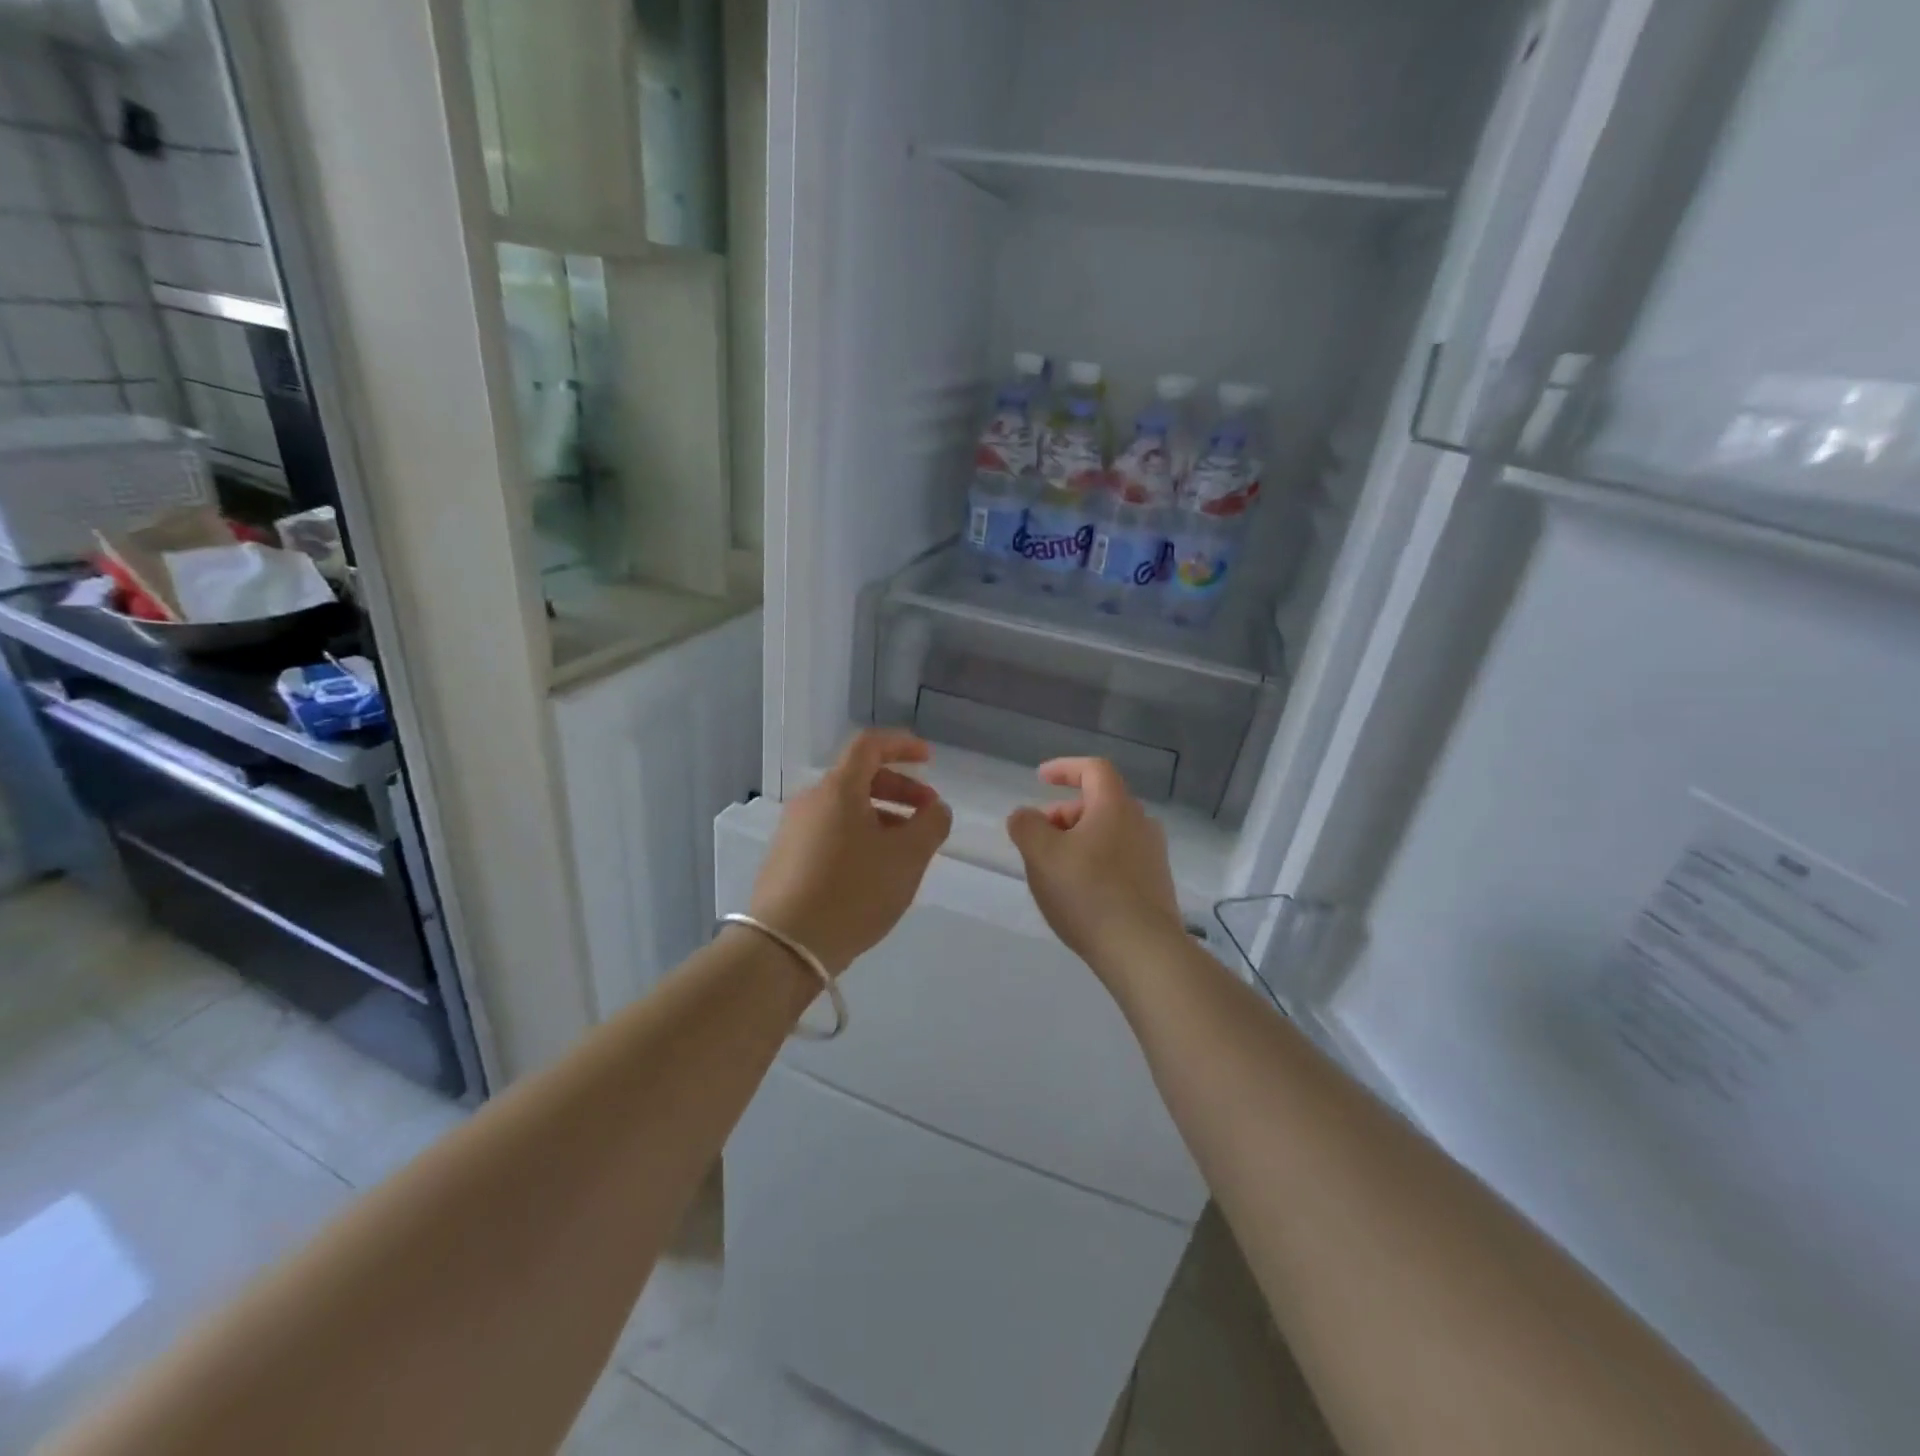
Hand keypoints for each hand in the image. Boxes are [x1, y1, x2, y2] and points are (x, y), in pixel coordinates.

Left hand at [747, 730, 952, 975]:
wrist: (785, 947)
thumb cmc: (853, 892)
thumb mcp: (907, 858)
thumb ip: (931, 825)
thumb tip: (936, 809)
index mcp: (838, 790)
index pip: (869, 746)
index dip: (902, 745)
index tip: (929, 759)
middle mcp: (810, 802)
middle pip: (859, 779)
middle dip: (899, 790)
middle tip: (927, 814)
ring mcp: (792, 832)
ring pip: (845, 810)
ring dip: (881, 817)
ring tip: (906, 850)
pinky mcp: (785, 861)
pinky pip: (830, 834)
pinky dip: (859, 838)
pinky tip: (874, 872)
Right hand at [1006, 758, 1185, 974]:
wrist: (1143, 951)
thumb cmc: (1088, 893)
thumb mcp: (1041, 855)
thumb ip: (1026, 826)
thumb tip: (1025, 816)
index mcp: (1116, 806)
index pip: (1093, 770)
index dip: (1065, 768)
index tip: (1040, 778)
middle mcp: (1141, 823)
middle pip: (1100, 803)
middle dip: (1065, 813)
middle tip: (1039, 838)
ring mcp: (1153, 856)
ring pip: (1110, 833)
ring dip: (1079, 840)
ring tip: (1055, 869)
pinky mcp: (1157, 886)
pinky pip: (1120, 860)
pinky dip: (1096, 863)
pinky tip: (1080, 893)